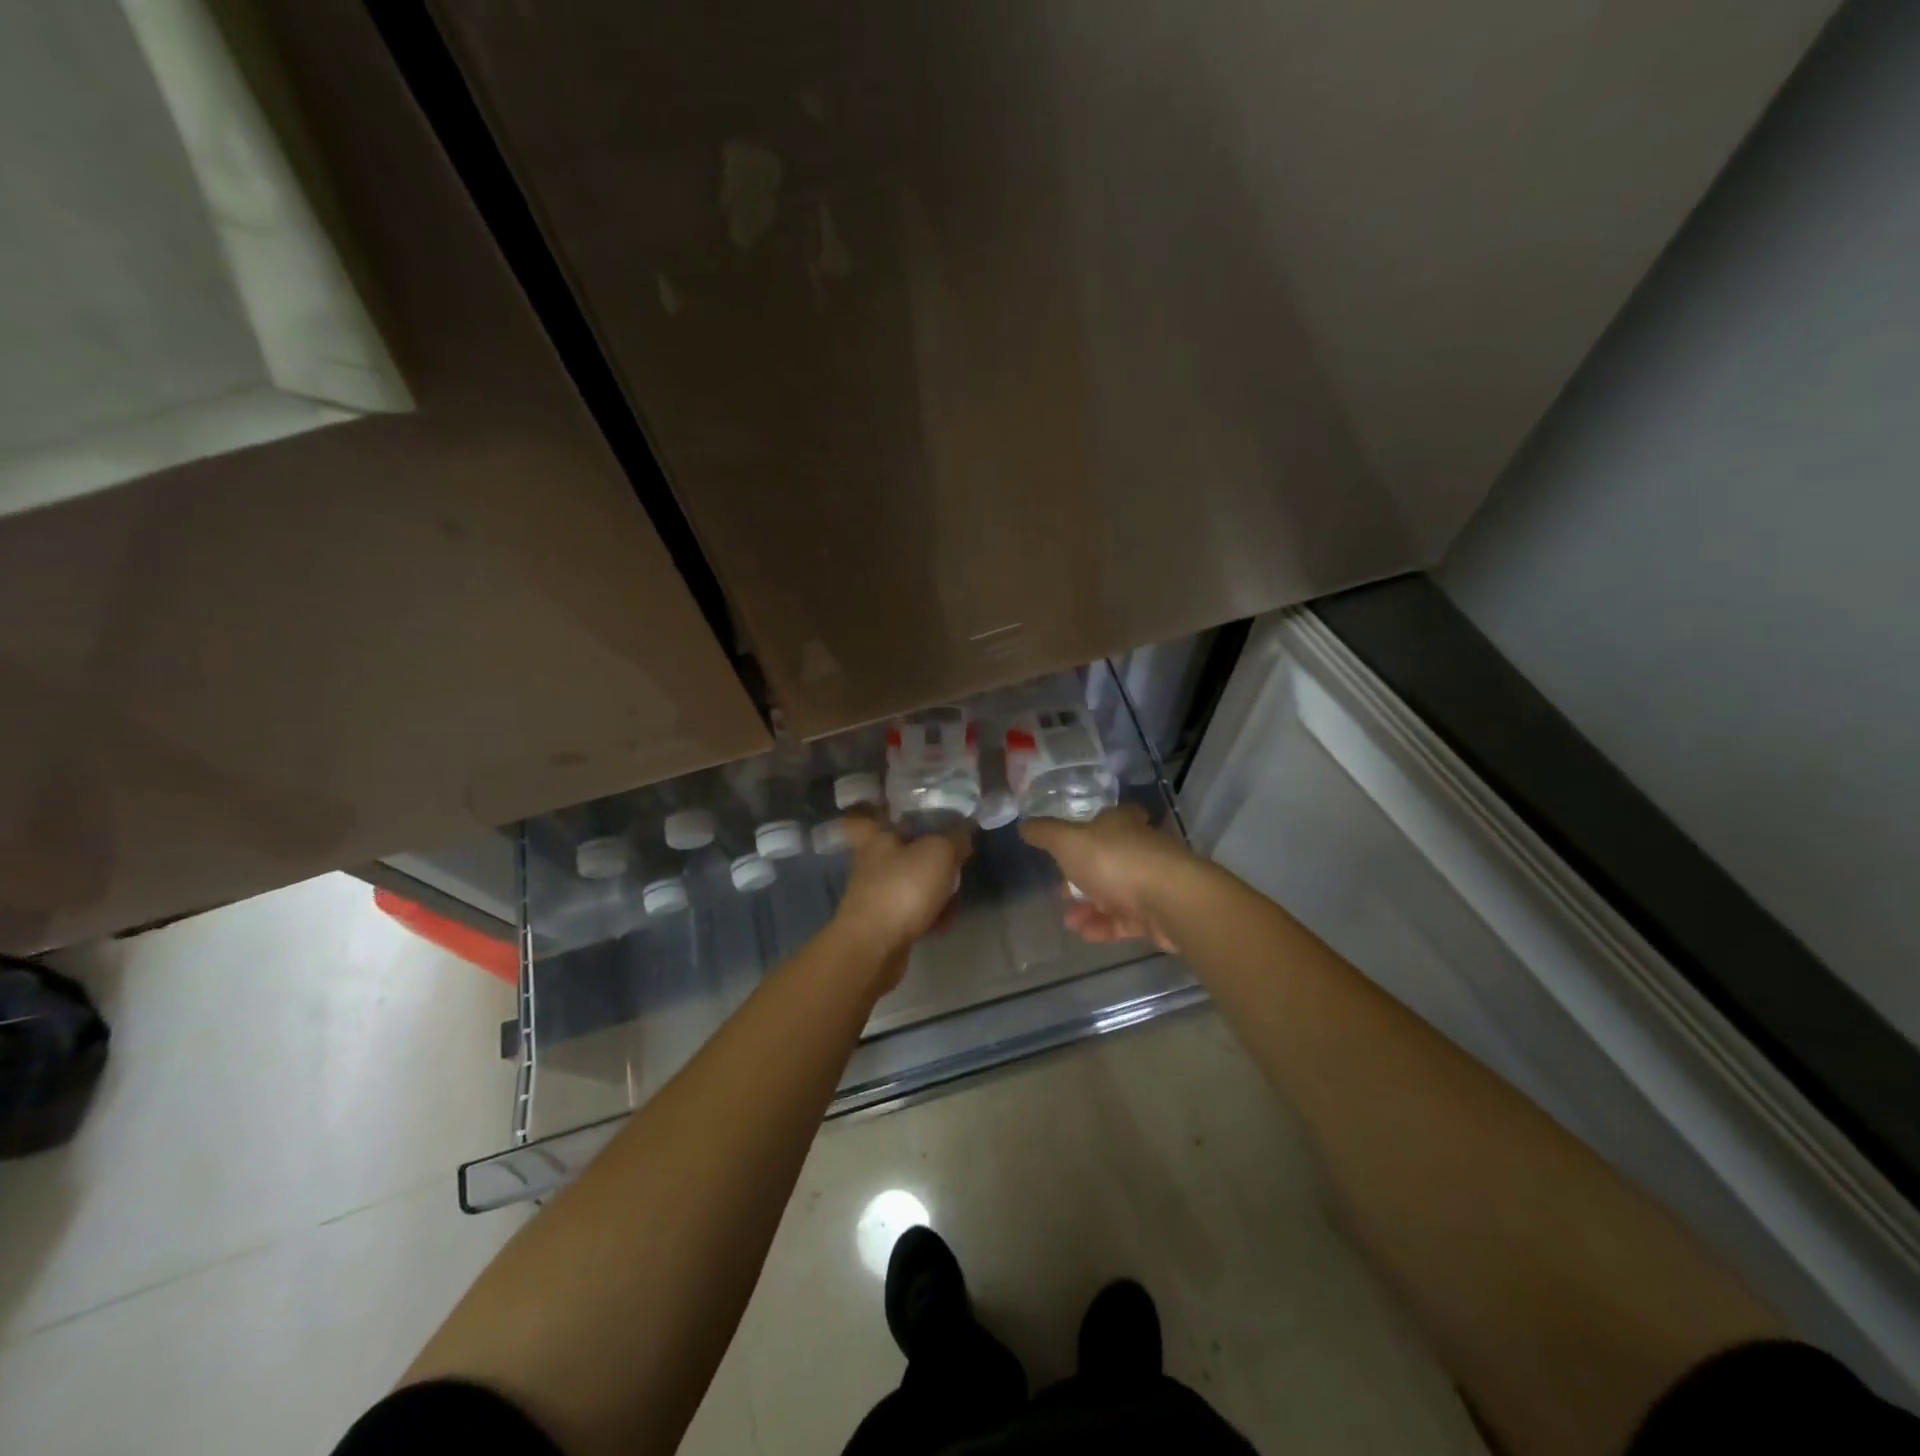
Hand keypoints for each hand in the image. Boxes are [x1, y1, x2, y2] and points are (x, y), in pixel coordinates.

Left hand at [831, 812, 973, 984]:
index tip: (908, 811)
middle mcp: (871, 862)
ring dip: (933, 887)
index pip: (871, 813)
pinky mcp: (882, 922)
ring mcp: (875, 893)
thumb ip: (955, 838)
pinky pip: (911, 910)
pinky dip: (929, 913)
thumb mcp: (940, 853)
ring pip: (909, 881)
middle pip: (901, 849)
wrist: (874, 947)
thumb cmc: (903, 888)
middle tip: (954, 857)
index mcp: (877, 836)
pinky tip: (946, 921)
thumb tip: (964, 832)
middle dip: (927, 854)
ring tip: (955, 894)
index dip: (886, 809)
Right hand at [1019, 804, 1193, 951]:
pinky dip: (1103, 926)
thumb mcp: (1068, 841)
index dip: (1090, 828)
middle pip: (1109, 859)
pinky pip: (1125, 921)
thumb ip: (1044, 834)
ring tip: (1067, 921)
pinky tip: (1083, 934)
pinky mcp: (1157, 915)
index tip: (1070, 843)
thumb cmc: (1115, 861)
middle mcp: (1139, 849)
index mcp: (1121, 824)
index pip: (1109, 818)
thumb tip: (1024, 825)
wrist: (1169, 901)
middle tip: (1061, 890)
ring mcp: (1151, 883)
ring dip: (1089, 907)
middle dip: (1083, 876)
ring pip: (1115, 893)